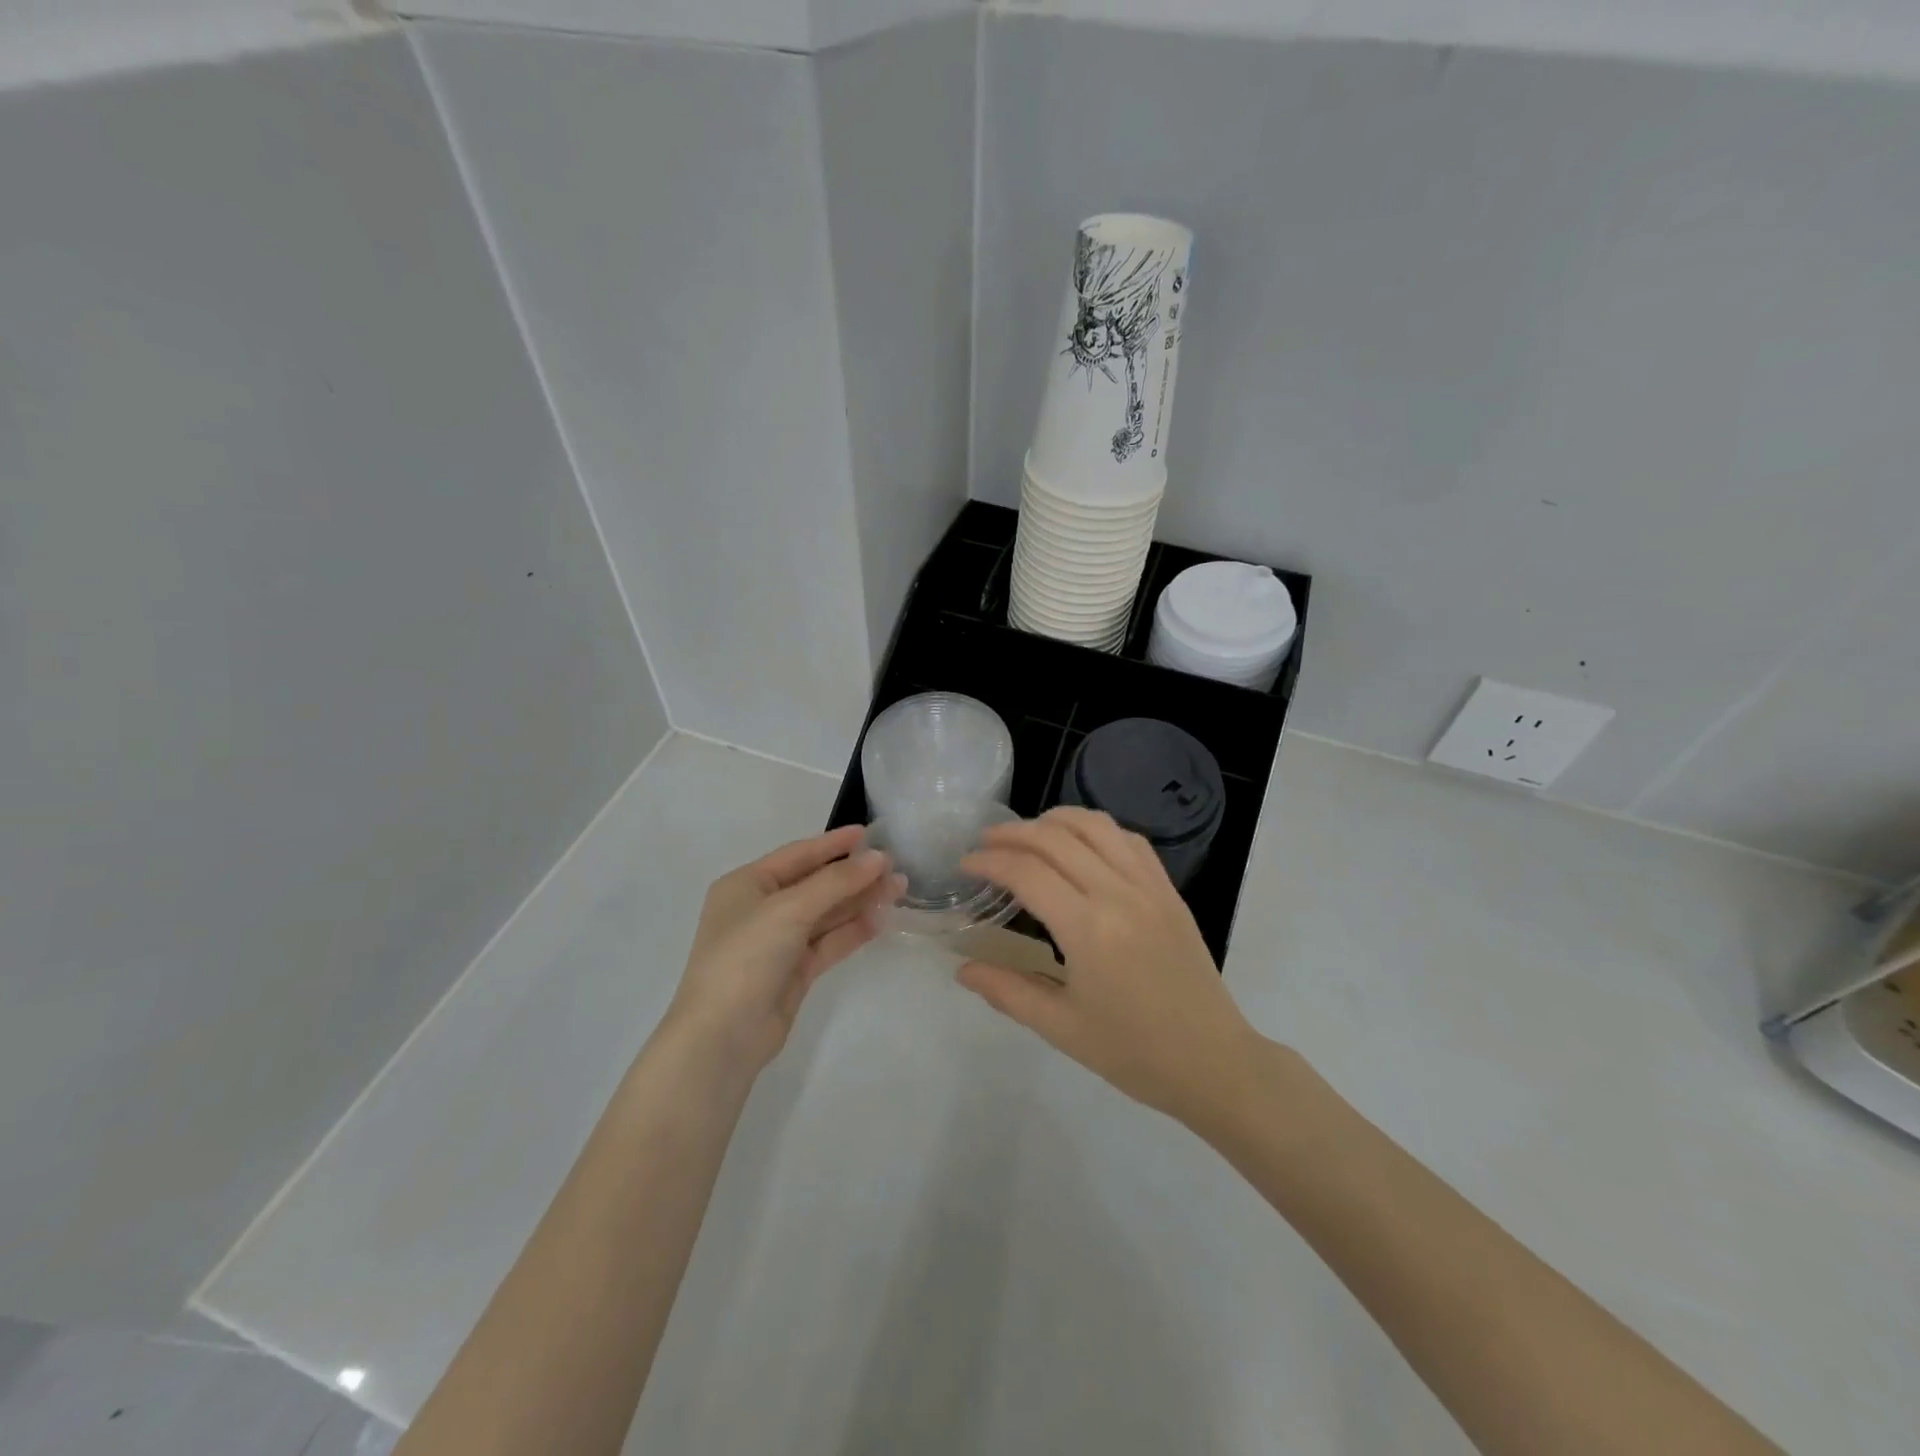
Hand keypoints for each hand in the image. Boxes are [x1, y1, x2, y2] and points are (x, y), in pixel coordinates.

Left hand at [664, 827, 902, 1077]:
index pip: (797, 855)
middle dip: (854, 875)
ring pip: (826, 914)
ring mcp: (778, 942)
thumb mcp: (790, 910)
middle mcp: (761, 909)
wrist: (722, 1036)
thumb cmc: (746, 956)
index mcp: (746, 885)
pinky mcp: (795, 971)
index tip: (868, 833)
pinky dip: (854, 930)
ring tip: (899, 889)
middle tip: (895, 867)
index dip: (833, 844)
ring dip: (859, 901)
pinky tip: (882, 919)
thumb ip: (836, 882)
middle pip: (815, 884)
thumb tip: (879, 858)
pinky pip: (829, 941)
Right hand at [957, 807, 1258, 1131]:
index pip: (1027, 871)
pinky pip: (1129, 840)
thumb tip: (962, 968)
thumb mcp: (1060, 1027)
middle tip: (985, 843)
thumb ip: (1007, 991)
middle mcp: (1118, 893)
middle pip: (1056, 837)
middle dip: (1012, 832)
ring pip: (1095, 826)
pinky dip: (1096, 830)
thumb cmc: (1133, 1052)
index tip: (965, 864)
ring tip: (1028, 834)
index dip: (989, 860)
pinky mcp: (1169, 890)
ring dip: (1054, 820)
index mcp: (1088, 929)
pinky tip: (1080, 845)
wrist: (1213, 1062)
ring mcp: (1149, 886)